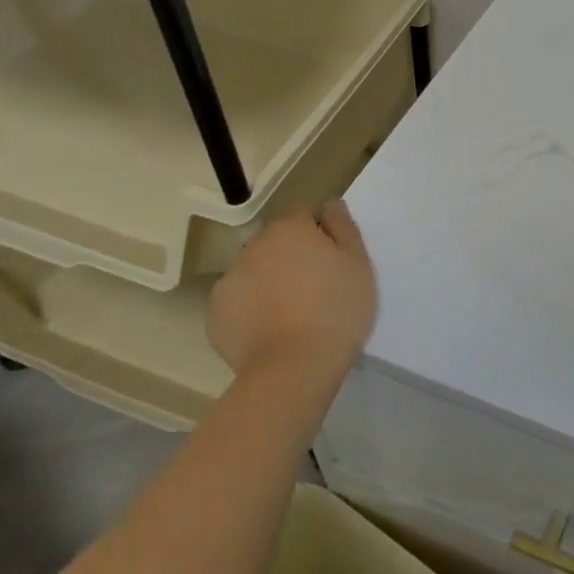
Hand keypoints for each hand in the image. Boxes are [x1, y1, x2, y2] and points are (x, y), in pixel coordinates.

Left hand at [208, 201, 375, 385]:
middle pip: (275, 241)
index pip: (301, 213)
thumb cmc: (336, 309)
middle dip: (291, 255)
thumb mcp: (358, 263)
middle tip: (314, 286)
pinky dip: (251, 308)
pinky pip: (238, 301)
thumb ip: (343, 226)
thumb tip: (330, 205)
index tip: (331, 257)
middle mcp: (253, 247)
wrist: (293, 368)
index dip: (317, 231)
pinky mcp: (215, 314)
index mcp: (289, 229)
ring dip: (269, 279)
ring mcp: (229, 280)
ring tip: (291, 312)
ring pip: (254, 270)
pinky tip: (270, 329)